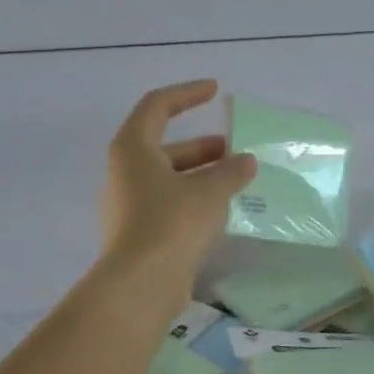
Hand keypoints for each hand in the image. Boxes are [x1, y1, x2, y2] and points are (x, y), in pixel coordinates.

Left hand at [99, 80, 254, 305]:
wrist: (142, 282)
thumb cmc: (172, 223)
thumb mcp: (210, 191)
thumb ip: (231, 171)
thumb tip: (246, 160)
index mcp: (134, 149)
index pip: (158, 106)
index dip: (187, 94)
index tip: (215, 91)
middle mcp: (126, 171)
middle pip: (166, 146)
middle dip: (204, 146)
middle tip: (238, 149)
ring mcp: (131, 203)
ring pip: (171, 177)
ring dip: (204, 174)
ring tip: (238, 180)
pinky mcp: (141, 231)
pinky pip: (172, 203)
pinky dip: (197, 198)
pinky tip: (224, 209)